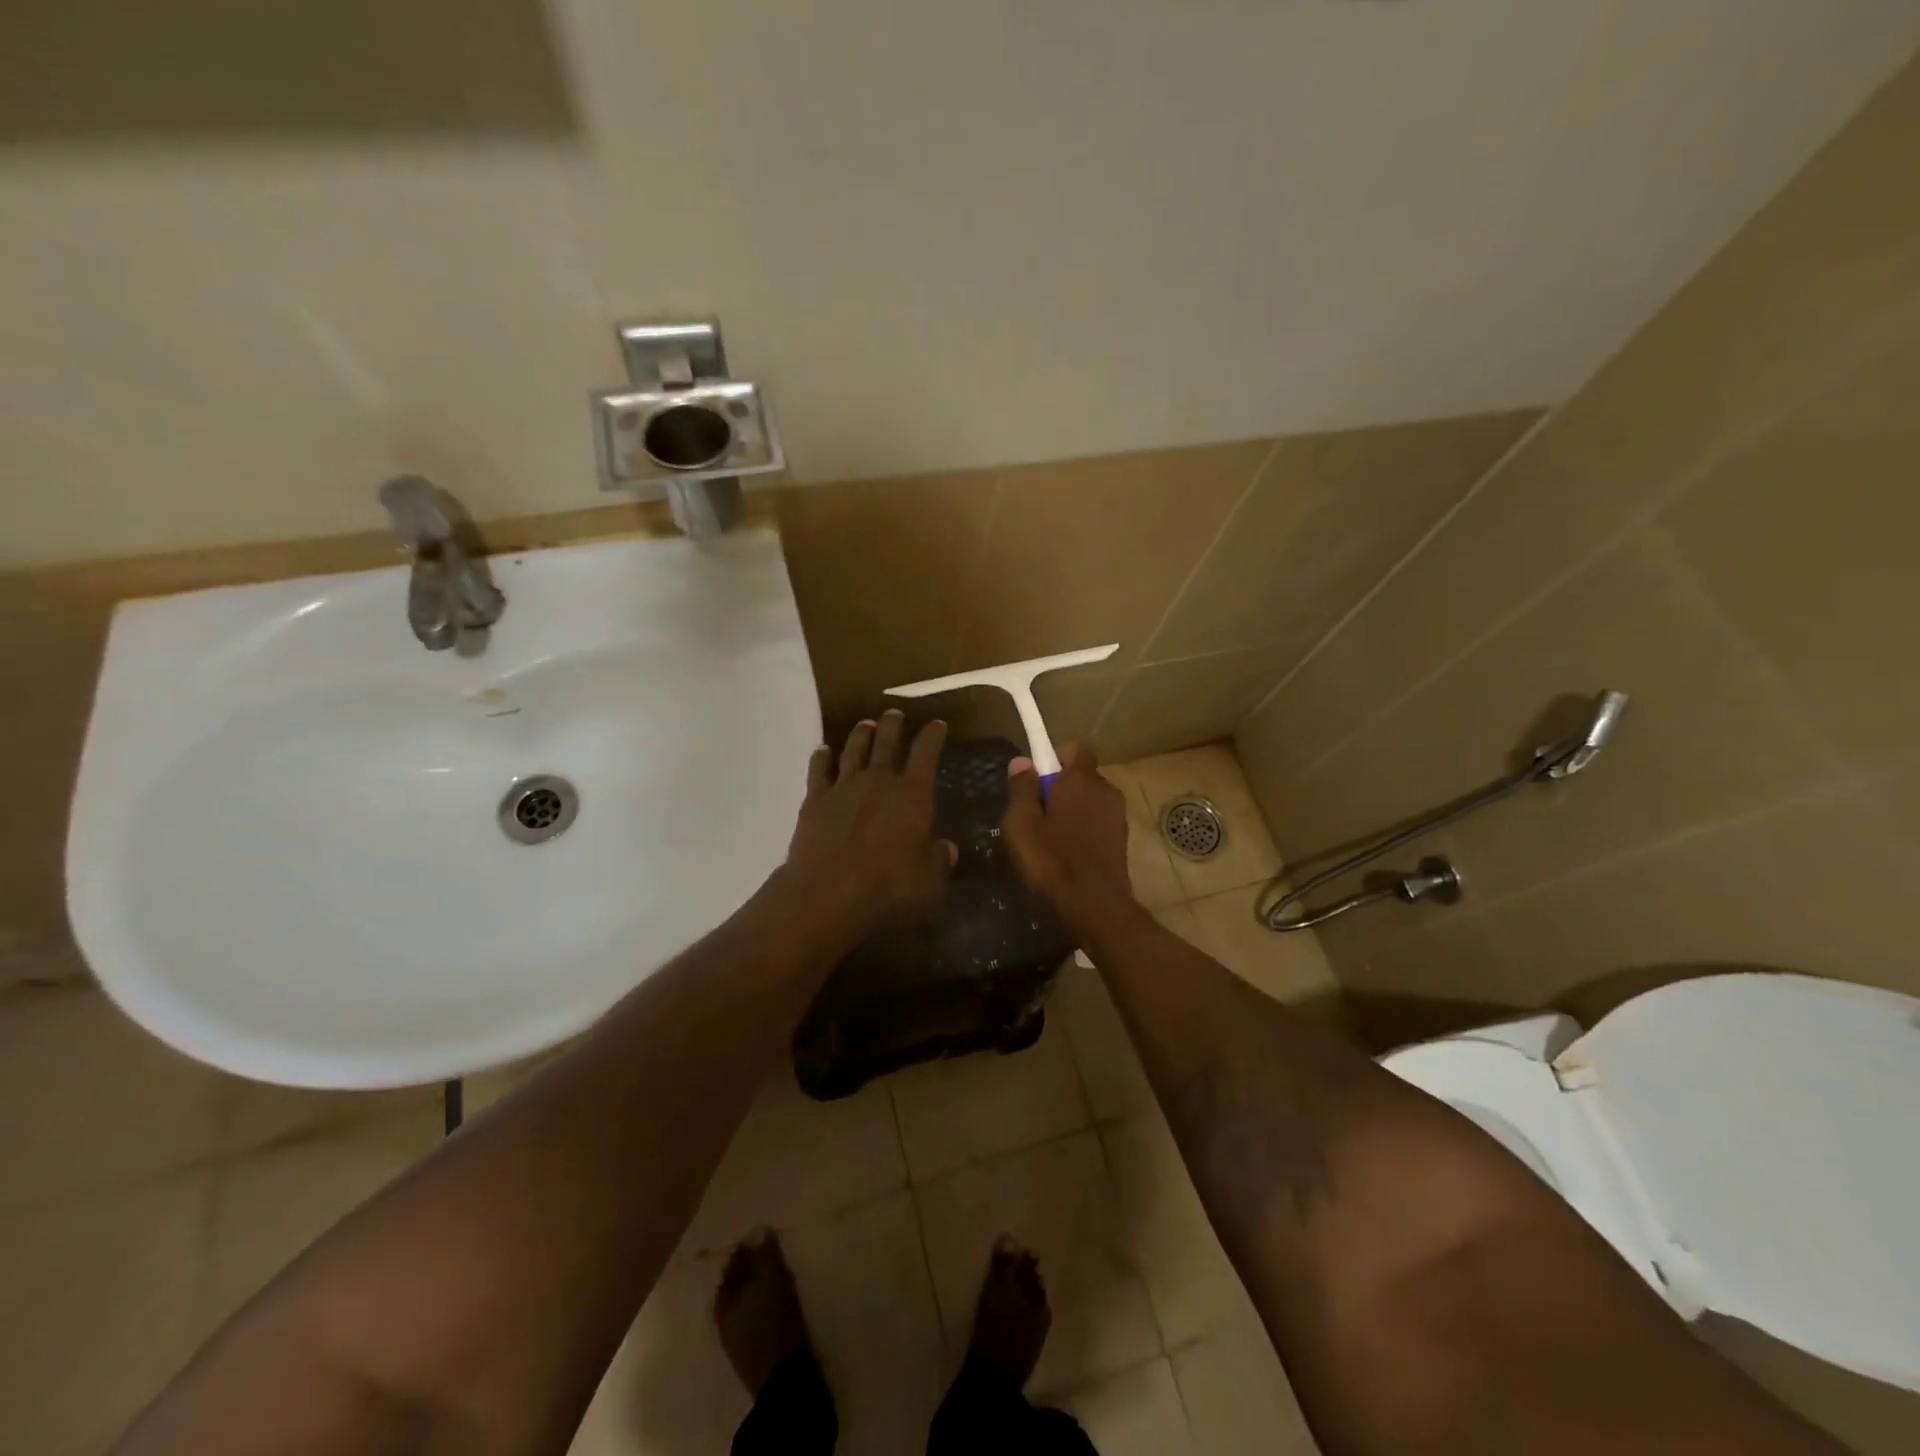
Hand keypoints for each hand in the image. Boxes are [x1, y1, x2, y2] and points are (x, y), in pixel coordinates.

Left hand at [781, 710, 955, 938]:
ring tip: (865, 724)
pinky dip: (822, 757)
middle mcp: (879, 780)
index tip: (937, 724)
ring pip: (853, 749)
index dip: (933, 735)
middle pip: (886, 741)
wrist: (829, 893)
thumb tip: (947, 848)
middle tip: (895, 713)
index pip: (926, 752)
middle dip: (893, 724)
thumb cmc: (888, 888)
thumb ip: (939, 860)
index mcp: (913, 794)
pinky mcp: (815, 800)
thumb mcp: (929, 881)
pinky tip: (823, 751)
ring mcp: (844, 786)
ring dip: (861, 734)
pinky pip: (819, 770)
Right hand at [1000, 744, 1139, 933]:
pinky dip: (1083, 829)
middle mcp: (1105, 789)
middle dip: (1058, 787)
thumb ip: (1021, 789)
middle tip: (1034, 815)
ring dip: (1071, 810)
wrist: (1095, 907)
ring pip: (1088, 800)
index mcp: (1081, 779)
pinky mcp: (1122, 839)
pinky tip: (1068, 855)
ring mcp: (1117, 815)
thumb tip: (1022, 762)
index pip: (1072, 748)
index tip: (1033, 782)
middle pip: (1079, 776)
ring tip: (1049, 840)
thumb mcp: (1021, 824)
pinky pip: (1097, 821)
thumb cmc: (1052, 861)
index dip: (1052, 759)